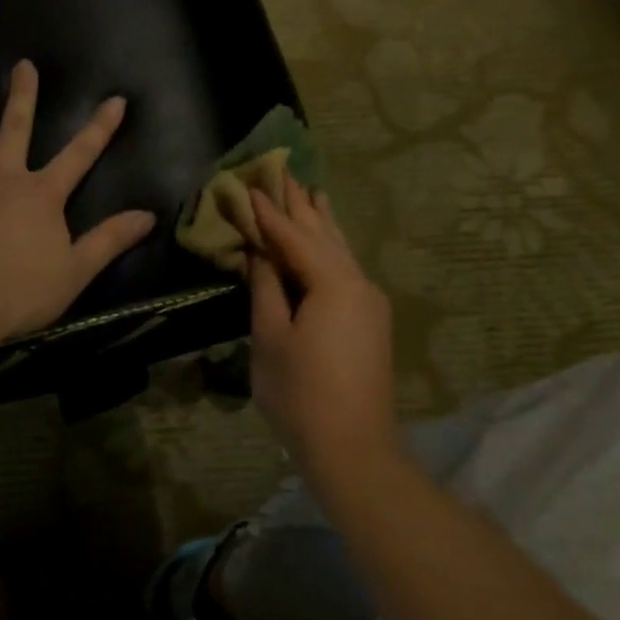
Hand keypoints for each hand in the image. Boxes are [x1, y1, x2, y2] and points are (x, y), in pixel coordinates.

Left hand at [0, 60, 155, 344]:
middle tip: (22, 65)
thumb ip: (110, 240)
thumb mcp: (76, 270)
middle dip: (23, 96)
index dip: (101, 127)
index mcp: (41, 194)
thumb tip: (148, 216)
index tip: (116, 99)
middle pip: (16, 129)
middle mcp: (2, 179)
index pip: (81, 154)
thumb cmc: (19, 290)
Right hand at [247, 180, 396, 478]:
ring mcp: (369, 301)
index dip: (269, 212)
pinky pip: (346, 268)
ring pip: (340, 249)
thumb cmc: (301, 394)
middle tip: (282, 171)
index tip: (249, 184)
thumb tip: (259, 252)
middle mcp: (358, 282)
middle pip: (323, 234)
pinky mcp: (370, 319)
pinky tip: (327, 238)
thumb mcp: (270, 339)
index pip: (294, 236)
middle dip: (300, 205)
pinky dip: (330, 247)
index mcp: (333, 283)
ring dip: (321, 221)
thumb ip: (265, 288)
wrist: (354, 448)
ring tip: (310, 189)